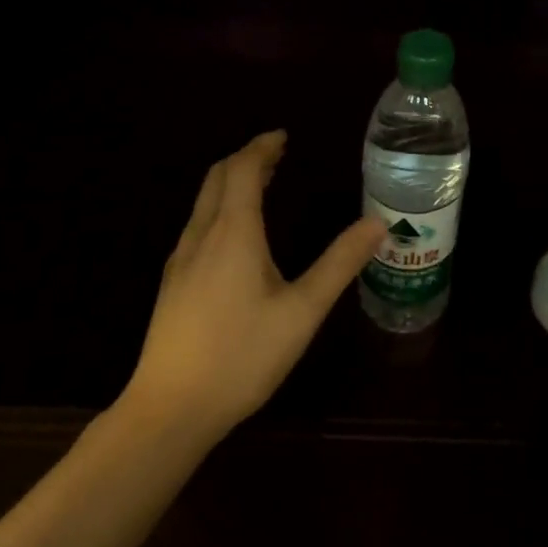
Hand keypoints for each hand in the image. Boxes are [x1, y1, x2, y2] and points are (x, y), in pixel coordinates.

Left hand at [121, 131, 384, 442]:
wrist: (170, 409)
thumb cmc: (242, 356)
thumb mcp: (302, 311)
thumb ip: (339, 264)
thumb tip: (377, 223)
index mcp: (233, 232)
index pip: (241, 169)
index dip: (262, 147)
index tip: (283, 137)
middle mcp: (201, 236)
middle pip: (217, 178)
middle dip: (245, 159)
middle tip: (277, 156)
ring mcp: (180, 261)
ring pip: (204, 203)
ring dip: (231, 183)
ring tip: (262, 186)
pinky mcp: (171, 284)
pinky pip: (197, 226)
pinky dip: (220, 209)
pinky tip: (236, 236)